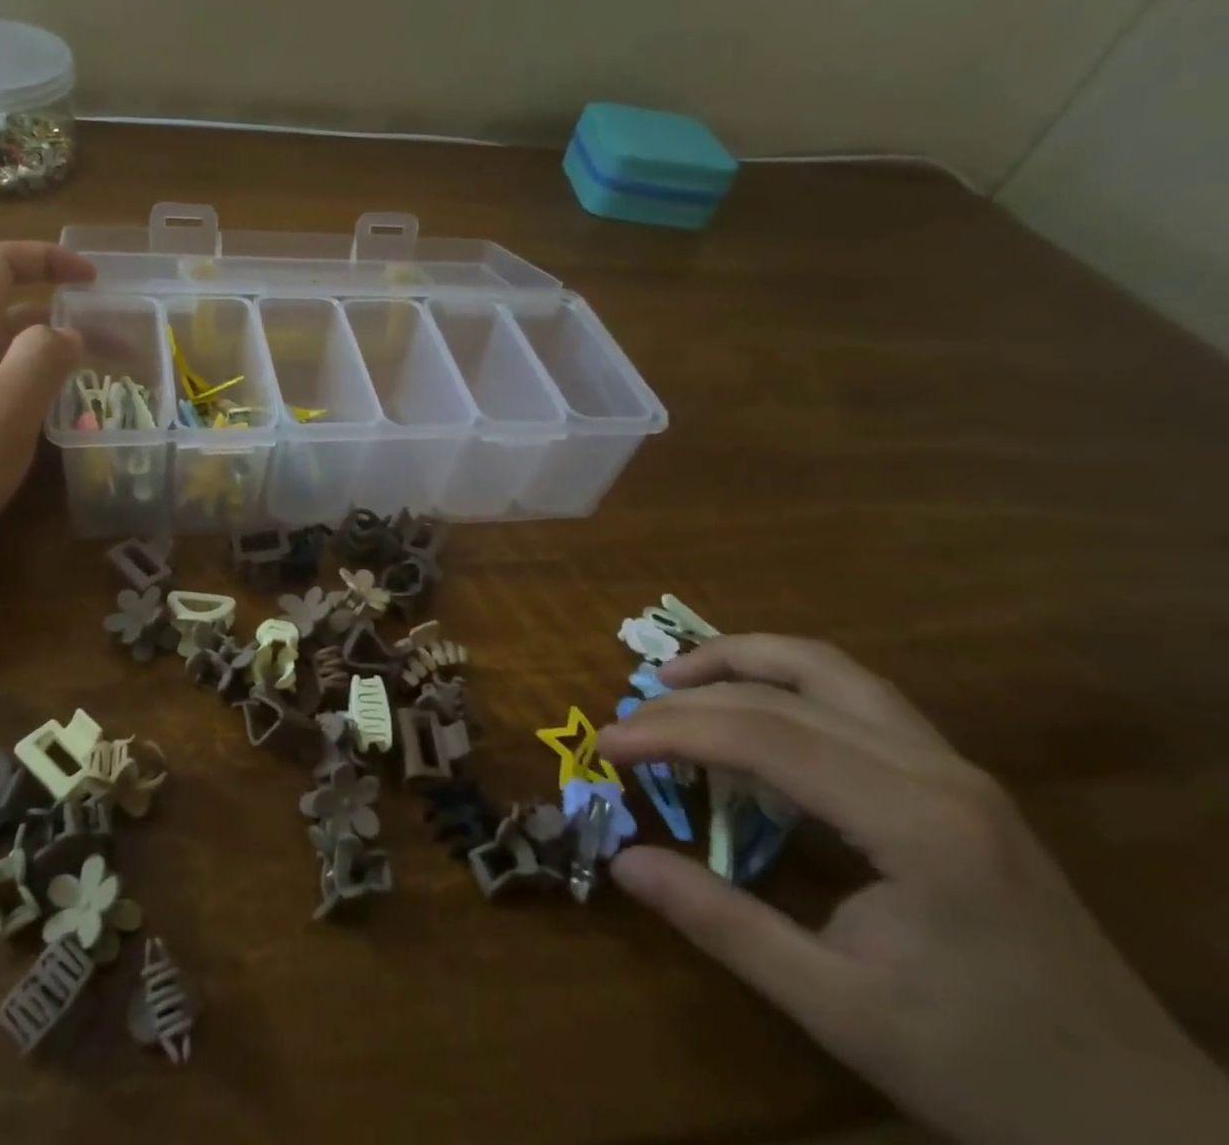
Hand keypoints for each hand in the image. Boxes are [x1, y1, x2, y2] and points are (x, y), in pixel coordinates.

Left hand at [0, 241, 94, 578]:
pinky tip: (48, 422)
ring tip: (96, 384)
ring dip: (52, 356)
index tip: (94, 281)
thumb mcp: (1, 414)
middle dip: (66, 318)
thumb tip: (68, 332)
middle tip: (119, 350)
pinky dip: (31, 388)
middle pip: (8, 311)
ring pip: (2, 353)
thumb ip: (40, 362)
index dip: (45, 258)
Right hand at [599, 635, 1228, 1144]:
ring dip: (742, 661)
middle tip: (628, 721)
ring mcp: (955, 766)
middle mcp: (937, 769)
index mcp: (916, 823)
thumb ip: (723, 923)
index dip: (671, 731)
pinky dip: (784, 683)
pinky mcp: (957, 778)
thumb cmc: (990, 1073)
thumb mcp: (839, 1009)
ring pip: (828, 669)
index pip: (763, 736)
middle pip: (787, 691)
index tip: (607, 745)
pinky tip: (751, 709)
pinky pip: (854, 696)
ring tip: (676, 679)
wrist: (1151, 1128)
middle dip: (692, 697)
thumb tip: (623, 862)